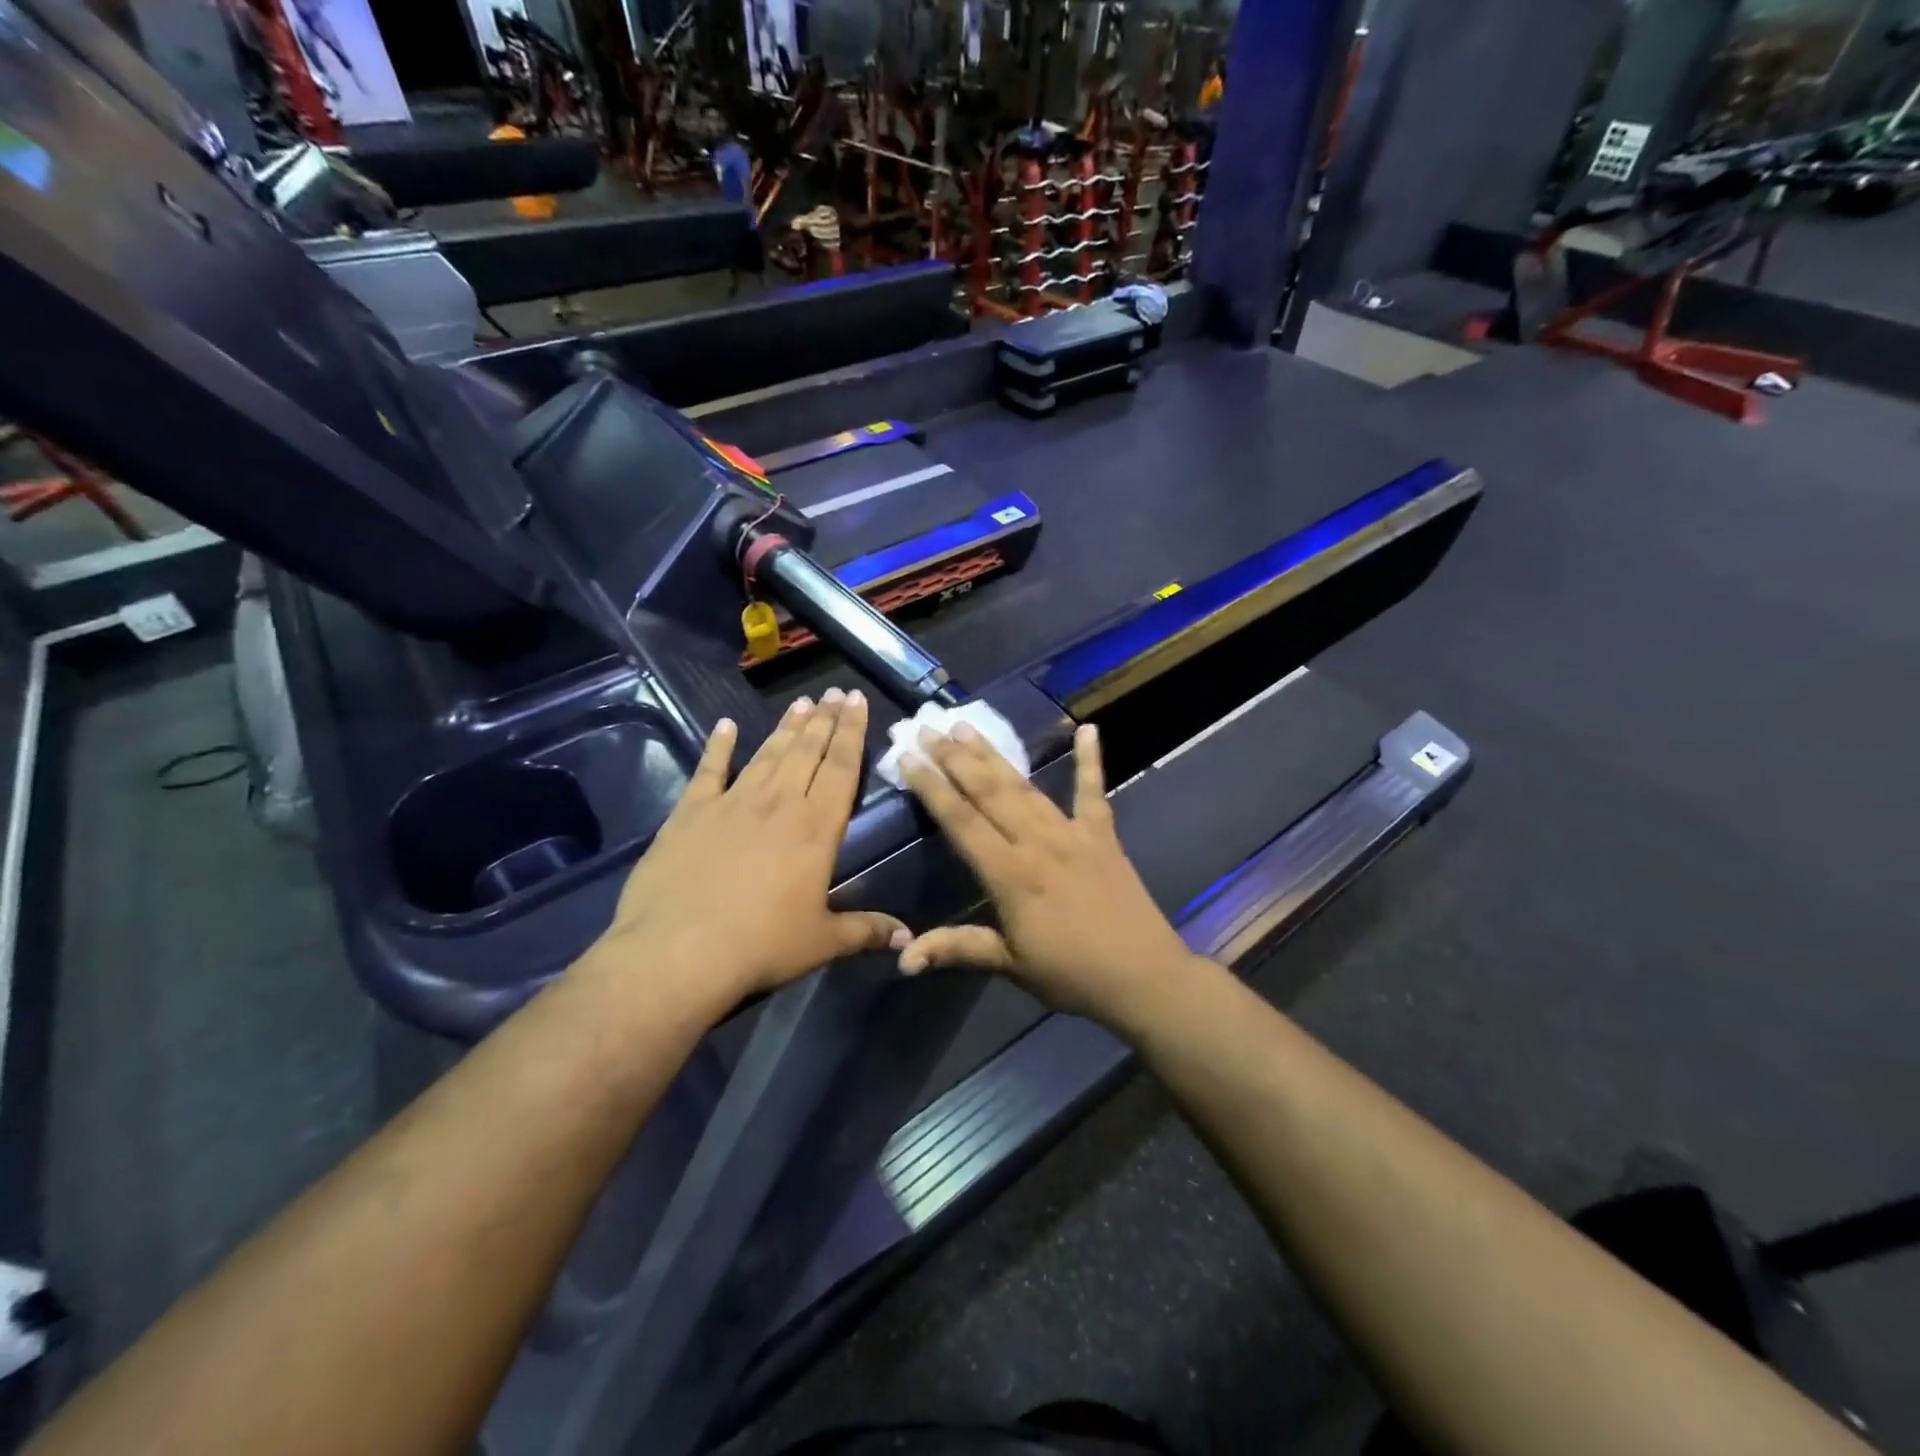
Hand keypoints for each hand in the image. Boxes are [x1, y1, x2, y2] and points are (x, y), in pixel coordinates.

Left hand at [578, 688, 909, 1017]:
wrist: (679, 951)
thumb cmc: (761, 945)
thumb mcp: (822, 941)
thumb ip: (866, 931)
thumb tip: (909, 941)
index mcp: (816, 828)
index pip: (842, 768)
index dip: (852, 732)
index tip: (858, 701)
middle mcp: (779, 803)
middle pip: (807, 751)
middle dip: (825, 719)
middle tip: (835, 692)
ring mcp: (732, 802)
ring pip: (767, 753)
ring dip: (786, 726)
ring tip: (802, 702)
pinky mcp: (691, 812)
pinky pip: (709, 769)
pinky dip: (718, 746)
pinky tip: (725, 725)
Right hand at [896, 721, 1201, 1022]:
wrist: (1144, 978)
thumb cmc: (1071, 975)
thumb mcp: (1010, 965)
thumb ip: (957, 948)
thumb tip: (902, 959)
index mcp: (1010, 874)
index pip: (961, 820)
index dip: (931, 786)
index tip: (908, 757)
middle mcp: (1037, 842)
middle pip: (988, 791)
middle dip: (954, 757)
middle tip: (927, 728)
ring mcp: (1072, 833)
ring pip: (1025, 786)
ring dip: (994, 754)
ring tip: (967, 726)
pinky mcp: (1103, 835)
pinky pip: (1093, 791)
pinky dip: (1091, 760)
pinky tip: (1088, 729)